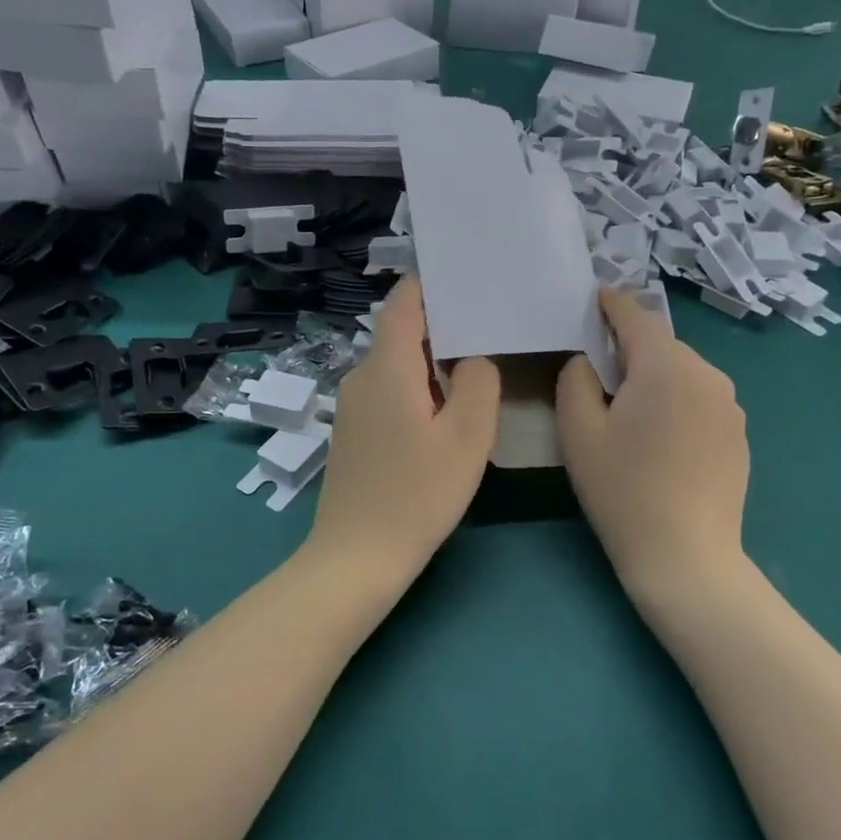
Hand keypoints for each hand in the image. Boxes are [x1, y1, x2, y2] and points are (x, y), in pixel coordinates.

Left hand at [306, 278, 501, 589]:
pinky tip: (441, 415)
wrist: (356, 557)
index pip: (404, 302)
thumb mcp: (467, 436)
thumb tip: (473, 358)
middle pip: (401, 333)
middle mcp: (361, 376)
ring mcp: (351, 407)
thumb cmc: (417, 493)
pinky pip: (387, 392)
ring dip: (431, 364)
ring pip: (395, 366)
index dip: (433, 285)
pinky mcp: (352, 434)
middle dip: (443, 327)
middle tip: (489, 330)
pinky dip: (416, 390)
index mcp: (387, 367)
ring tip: (474, 371)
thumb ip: (479, 382)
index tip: (469, 282)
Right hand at [555, 290, 749, 617]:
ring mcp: (730, 405)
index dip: (612, 304)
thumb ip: (575, 379)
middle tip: (600, 370)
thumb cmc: (622, 491)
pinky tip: (662, 438)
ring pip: (683, 371)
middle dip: (631, 347)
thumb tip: (588, 360)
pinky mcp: (739, 432)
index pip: (636, 317)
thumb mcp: (578, 432)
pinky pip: (701, 398)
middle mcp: (707, 374)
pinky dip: (678, 400)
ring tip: (631, 408)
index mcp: (665, 367)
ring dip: (656, 376)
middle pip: (661, 345)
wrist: (686, 555)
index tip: (595, 297)